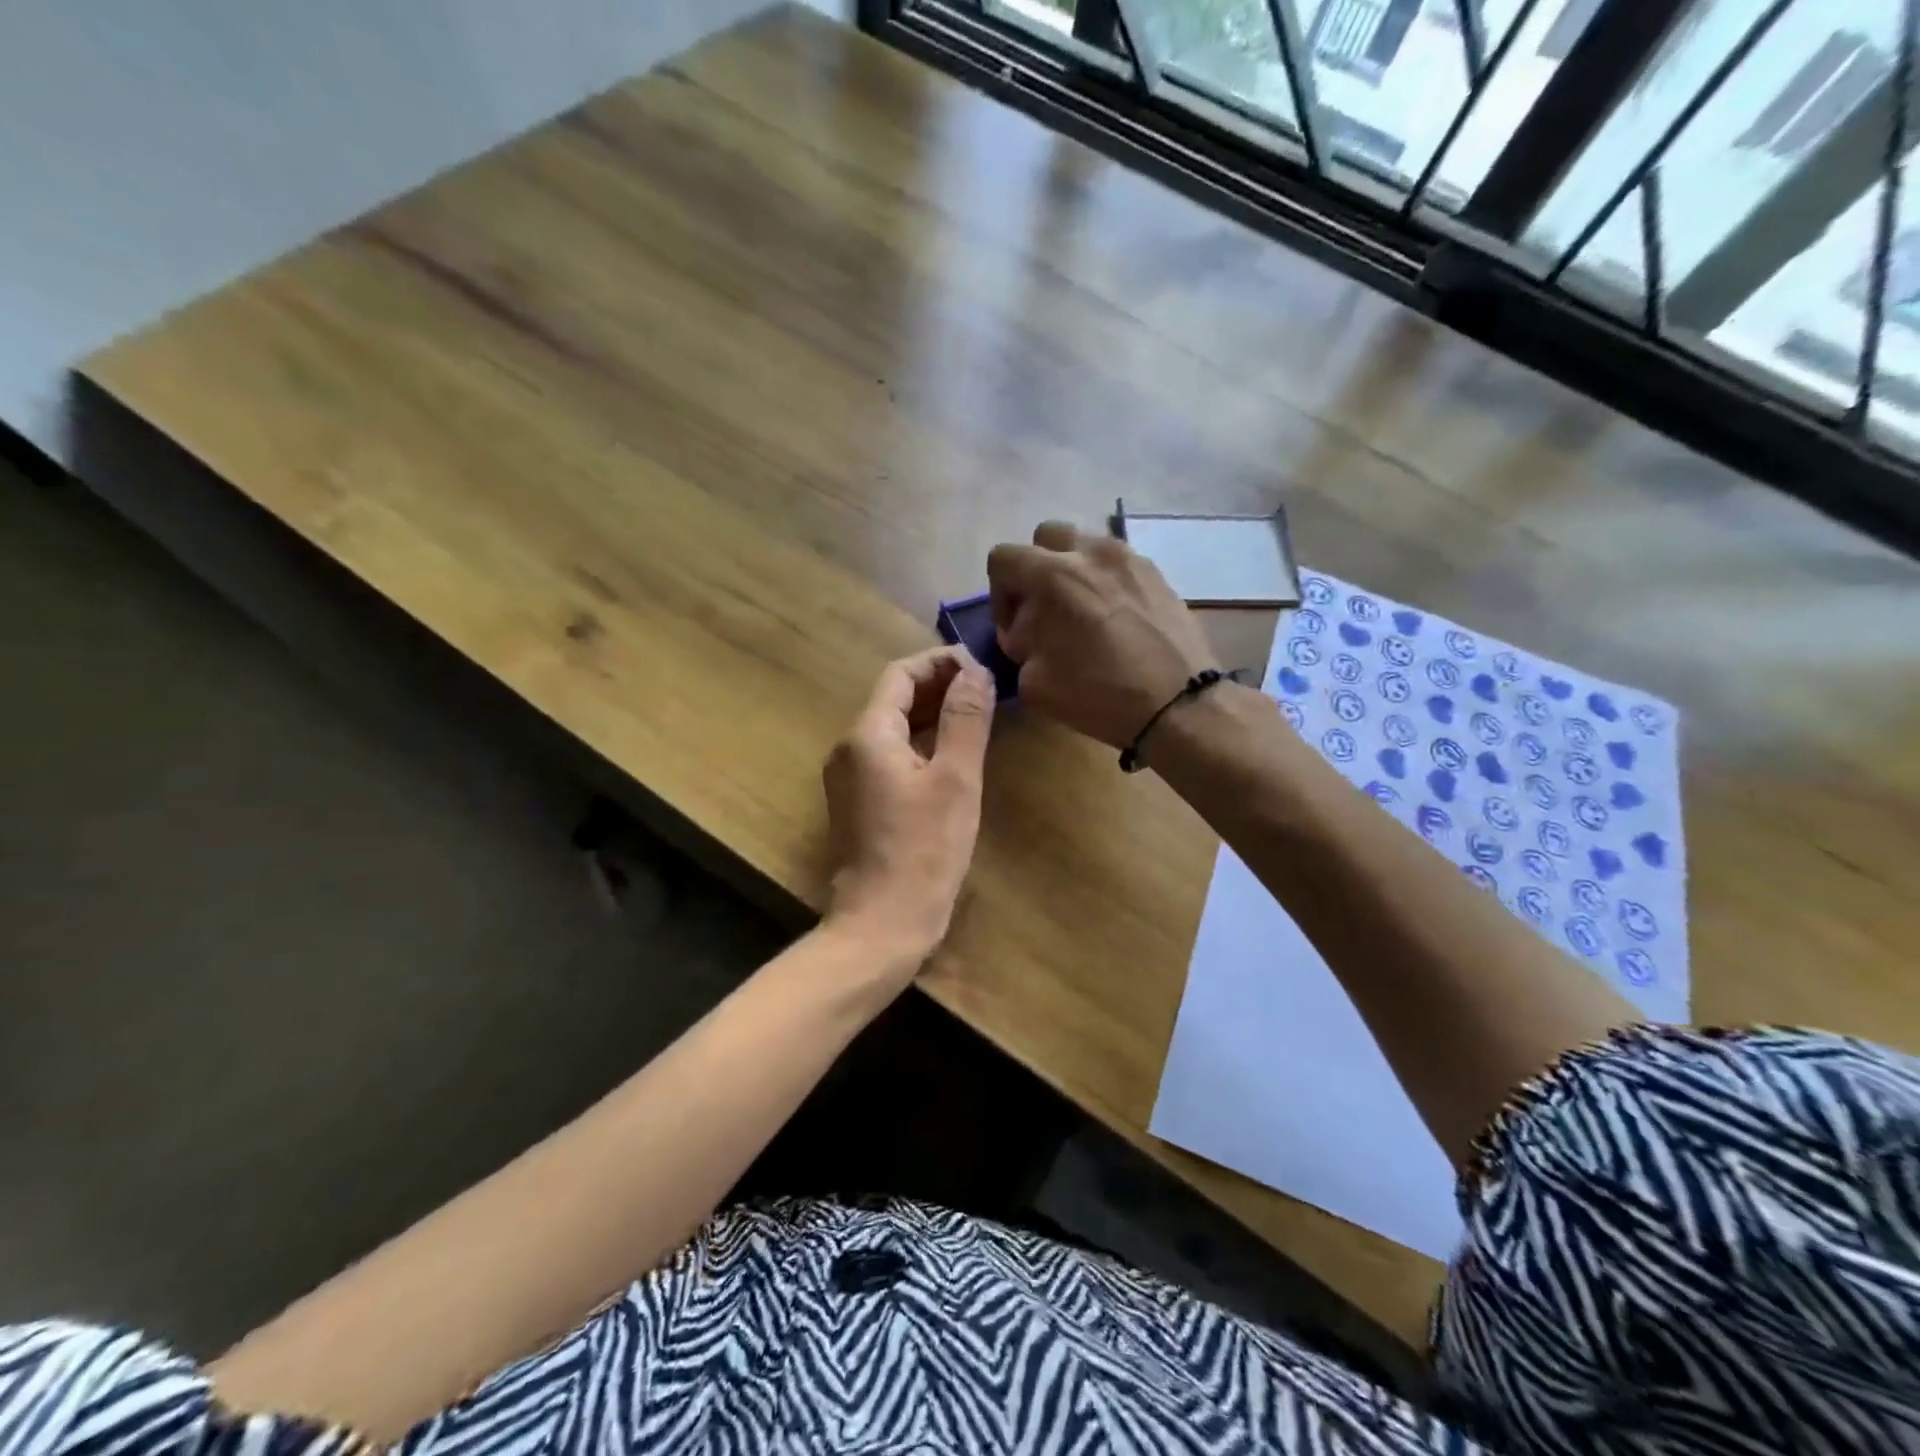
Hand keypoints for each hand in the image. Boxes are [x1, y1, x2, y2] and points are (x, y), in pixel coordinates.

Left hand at [822, 646, 994, 969]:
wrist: (882, 925)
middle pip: (894, 699)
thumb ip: (966, 720)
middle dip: (939, 687)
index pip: (901, 675)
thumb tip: (975, 671)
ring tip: (977, 714)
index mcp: (868, 735)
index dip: (940, 663)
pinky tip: (952, 753)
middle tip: (987, 689)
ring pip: (893, 728)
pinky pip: (890, 756)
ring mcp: (850, 778)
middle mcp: (849, 748)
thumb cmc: (924, 851)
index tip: (981, 667)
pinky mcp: (859, 803)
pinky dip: (921, 744)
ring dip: (932, 715)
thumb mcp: (955, 780)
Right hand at [988, 521, 1217, 749]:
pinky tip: (1116, 622)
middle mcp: (1092, 553)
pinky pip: (1119, 565)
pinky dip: (1107, 583)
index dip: (999, 594)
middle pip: (1046, 537)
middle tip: (1044, 611)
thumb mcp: (1034, 683)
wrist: (1178, 705)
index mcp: (1054, 576)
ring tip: (1082, 615)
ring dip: (1073, 573)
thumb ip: (1020, 647)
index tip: (1015, 630)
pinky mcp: (1159, 574)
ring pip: (1086, 547)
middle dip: (1036, 569)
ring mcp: (1131, 559)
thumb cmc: (1099, 695)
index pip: (1004, 558)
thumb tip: (1028, 633)